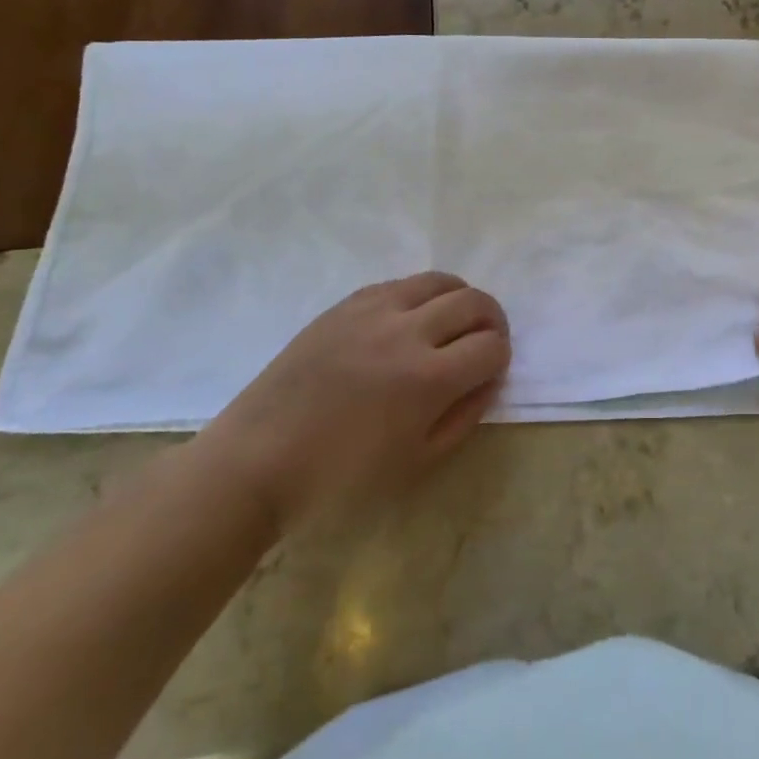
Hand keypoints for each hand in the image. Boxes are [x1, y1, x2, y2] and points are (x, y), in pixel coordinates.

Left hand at [198, 273, 509, 530]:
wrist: (257, 460)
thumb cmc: (339, 478)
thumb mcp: (416, 462)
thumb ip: (464, 416)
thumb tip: (489, 378)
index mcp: (427, 379)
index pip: (491, 347)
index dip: (501, 358)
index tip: (490, 372)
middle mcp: (406, 332)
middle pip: (474, 302)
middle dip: (492, 320)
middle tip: (484, 342)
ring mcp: (373, 311)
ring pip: (440, 281)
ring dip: (460, 299)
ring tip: (453, 322)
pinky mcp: (346, 304)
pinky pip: (400, 284)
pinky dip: (420, 296)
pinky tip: (410, 321)